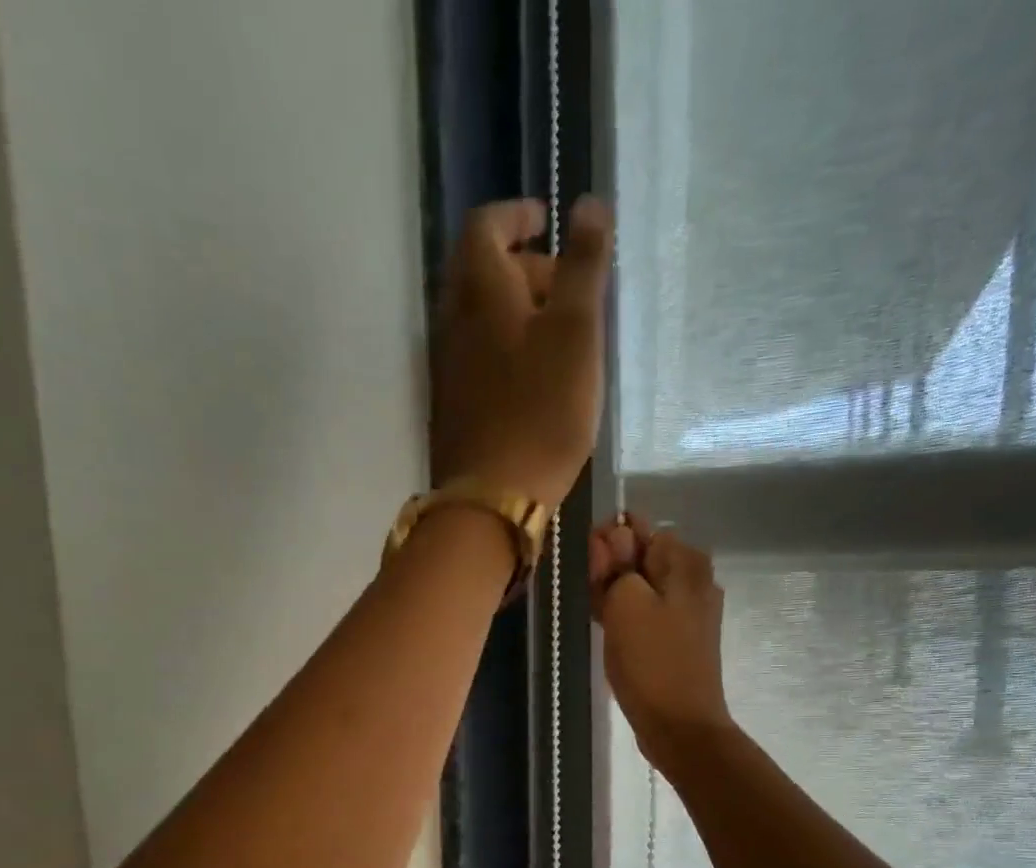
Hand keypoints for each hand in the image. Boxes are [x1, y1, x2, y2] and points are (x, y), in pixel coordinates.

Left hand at [431, 197, 611, 510]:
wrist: (492, 496)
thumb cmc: (541, 410)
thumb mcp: (576, 332)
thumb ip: (583, 266)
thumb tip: (588, 203)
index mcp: (480, 288)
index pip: (486, 225)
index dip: (516, 214)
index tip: (546, 221)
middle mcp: (452, 318)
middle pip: (480, 271)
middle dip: (522, 265)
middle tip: (566, 284)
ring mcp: (447, 365)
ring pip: (478, 317)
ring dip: (514, 310)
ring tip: (559, 334)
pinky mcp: (452, 404)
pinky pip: (477, 354)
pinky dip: (505, 346)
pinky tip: (535, 375)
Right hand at [590, 516, 733, 771]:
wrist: (680, 725)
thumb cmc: (651, 661)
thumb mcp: (625, 601)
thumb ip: (616, 562)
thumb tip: (614, 535)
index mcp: (685, 561)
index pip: (636, 527)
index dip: (607, 544)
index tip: (592, 573)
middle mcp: (694, 578)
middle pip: (639, 556)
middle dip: (610, 571)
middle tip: (594, 600)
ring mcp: (690, 609)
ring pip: (640, 585)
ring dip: (614, 595)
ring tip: (600, 620)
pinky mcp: (681, 636)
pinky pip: (647, 611)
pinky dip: (627, 616)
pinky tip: (610, 633)